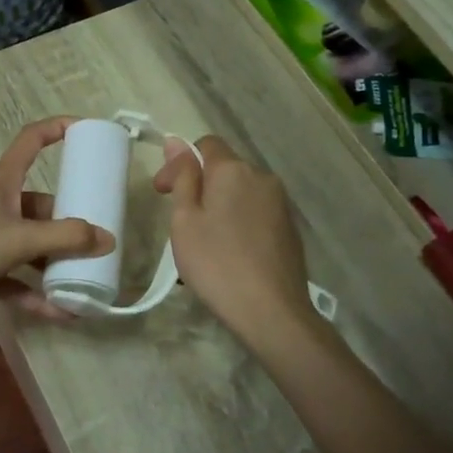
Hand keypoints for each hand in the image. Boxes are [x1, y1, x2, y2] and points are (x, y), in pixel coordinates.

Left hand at [0, 117, 112, 315]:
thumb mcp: (19, 238)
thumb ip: (64, 239)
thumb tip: (108, 238)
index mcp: (3, 181)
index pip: (31, 140)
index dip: (57, 129)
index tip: (85, 130)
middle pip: (39, 205)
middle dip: (67, 223)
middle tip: (96, 240)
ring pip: (27, 244)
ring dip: (53, 263)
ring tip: (84, 281)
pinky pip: (12, 276)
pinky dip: (33, 291)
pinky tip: (58, 312)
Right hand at [154, 135, 314, 348]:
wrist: (271, 311)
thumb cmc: (216, 263)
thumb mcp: (185, 220)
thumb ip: (183, 177)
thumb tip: (176, 142)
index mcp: (234, 170)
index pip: (206, 144)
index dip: (179, 163)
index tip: (162, 192)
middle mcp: (262, 178)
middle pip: (224, 169)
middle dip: (199, 186)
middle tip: (178, 220)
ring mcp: (280, 204)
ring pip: (240, 192)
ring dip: (218, 205)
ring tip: (202, 241)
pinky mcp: (290, 228)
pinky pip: (255, 212)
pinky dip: (237, 222)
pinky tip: (228, 252)